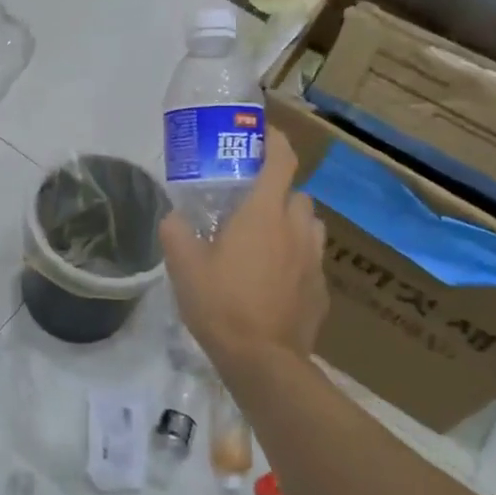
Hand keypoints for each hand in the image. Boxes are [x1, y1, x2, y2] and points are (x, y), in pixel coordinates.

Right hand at [160, 127, 327, 372]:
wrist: (263, 360)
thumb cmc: (221, 304)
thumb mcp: (183, 266)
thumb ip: (175, 232)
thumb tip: (173, 216)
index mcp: (263, 213)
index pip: (281, 160)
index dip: (275, 140)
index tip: (261, 134)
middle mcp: (296, 228)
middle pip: (297, 193)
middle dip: (278, 190)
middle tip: (250, 202)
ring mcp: (314, 259)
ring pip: (310, 225)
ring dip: (292, 222)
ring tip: (267, 239)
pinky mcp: (322, 288)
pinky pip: (312, 259)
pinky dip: (297, 257)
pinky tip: (276, 278)